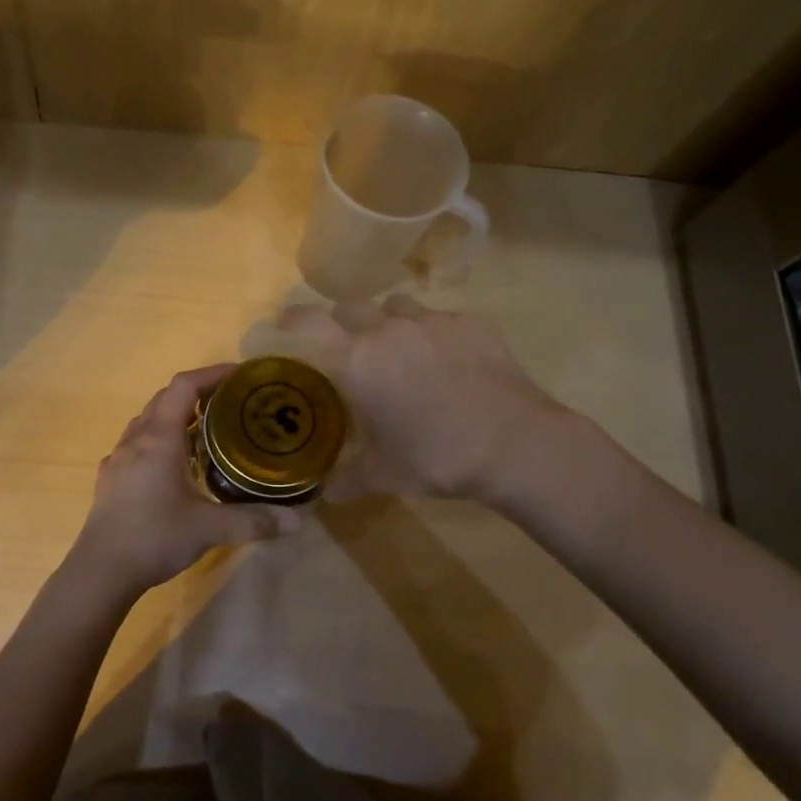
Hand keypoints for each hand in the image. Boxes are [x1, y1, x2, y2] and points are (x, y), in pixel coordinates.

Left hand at [69, 365, 305, 597]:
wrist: (100, 571)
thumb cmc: (154, 537)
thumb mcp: (209, 528)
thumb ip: (254, 520)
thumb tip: (298, 520)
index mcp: (159, 438)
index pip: (184, 385)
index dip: (213, 374)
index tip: (241, 376)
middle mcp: (136, 438)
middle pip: (166, 398)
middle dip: (198, 393)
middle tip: (231, 404)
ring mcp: (119, 457)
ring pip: (148, 420)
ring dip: (176, 416)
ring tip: (207, 431)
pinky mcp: (111, 478)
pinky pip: (137, 443)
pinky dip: (160, 439)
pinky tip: (174, 466)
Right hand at [274, 295, 581, 502]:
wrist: (515, 444)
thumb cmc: (437, 457)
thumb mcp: (383, 476)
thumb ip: (344, 480)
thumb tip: (318, 495)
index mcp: (359, 360)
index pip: (310, 322)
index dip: (292, 319)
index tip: (285, 324)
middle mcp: (389, 329)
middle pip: (351, 305)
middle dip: (343, 321)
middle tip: (348, 345)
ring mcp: (433, 321)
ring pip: (397, 305)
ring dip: (388, 320)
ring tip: (399, 348)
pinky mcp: (471, 323)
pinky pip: (440, 317)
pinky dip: (432, 332)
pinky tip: (447, 359)